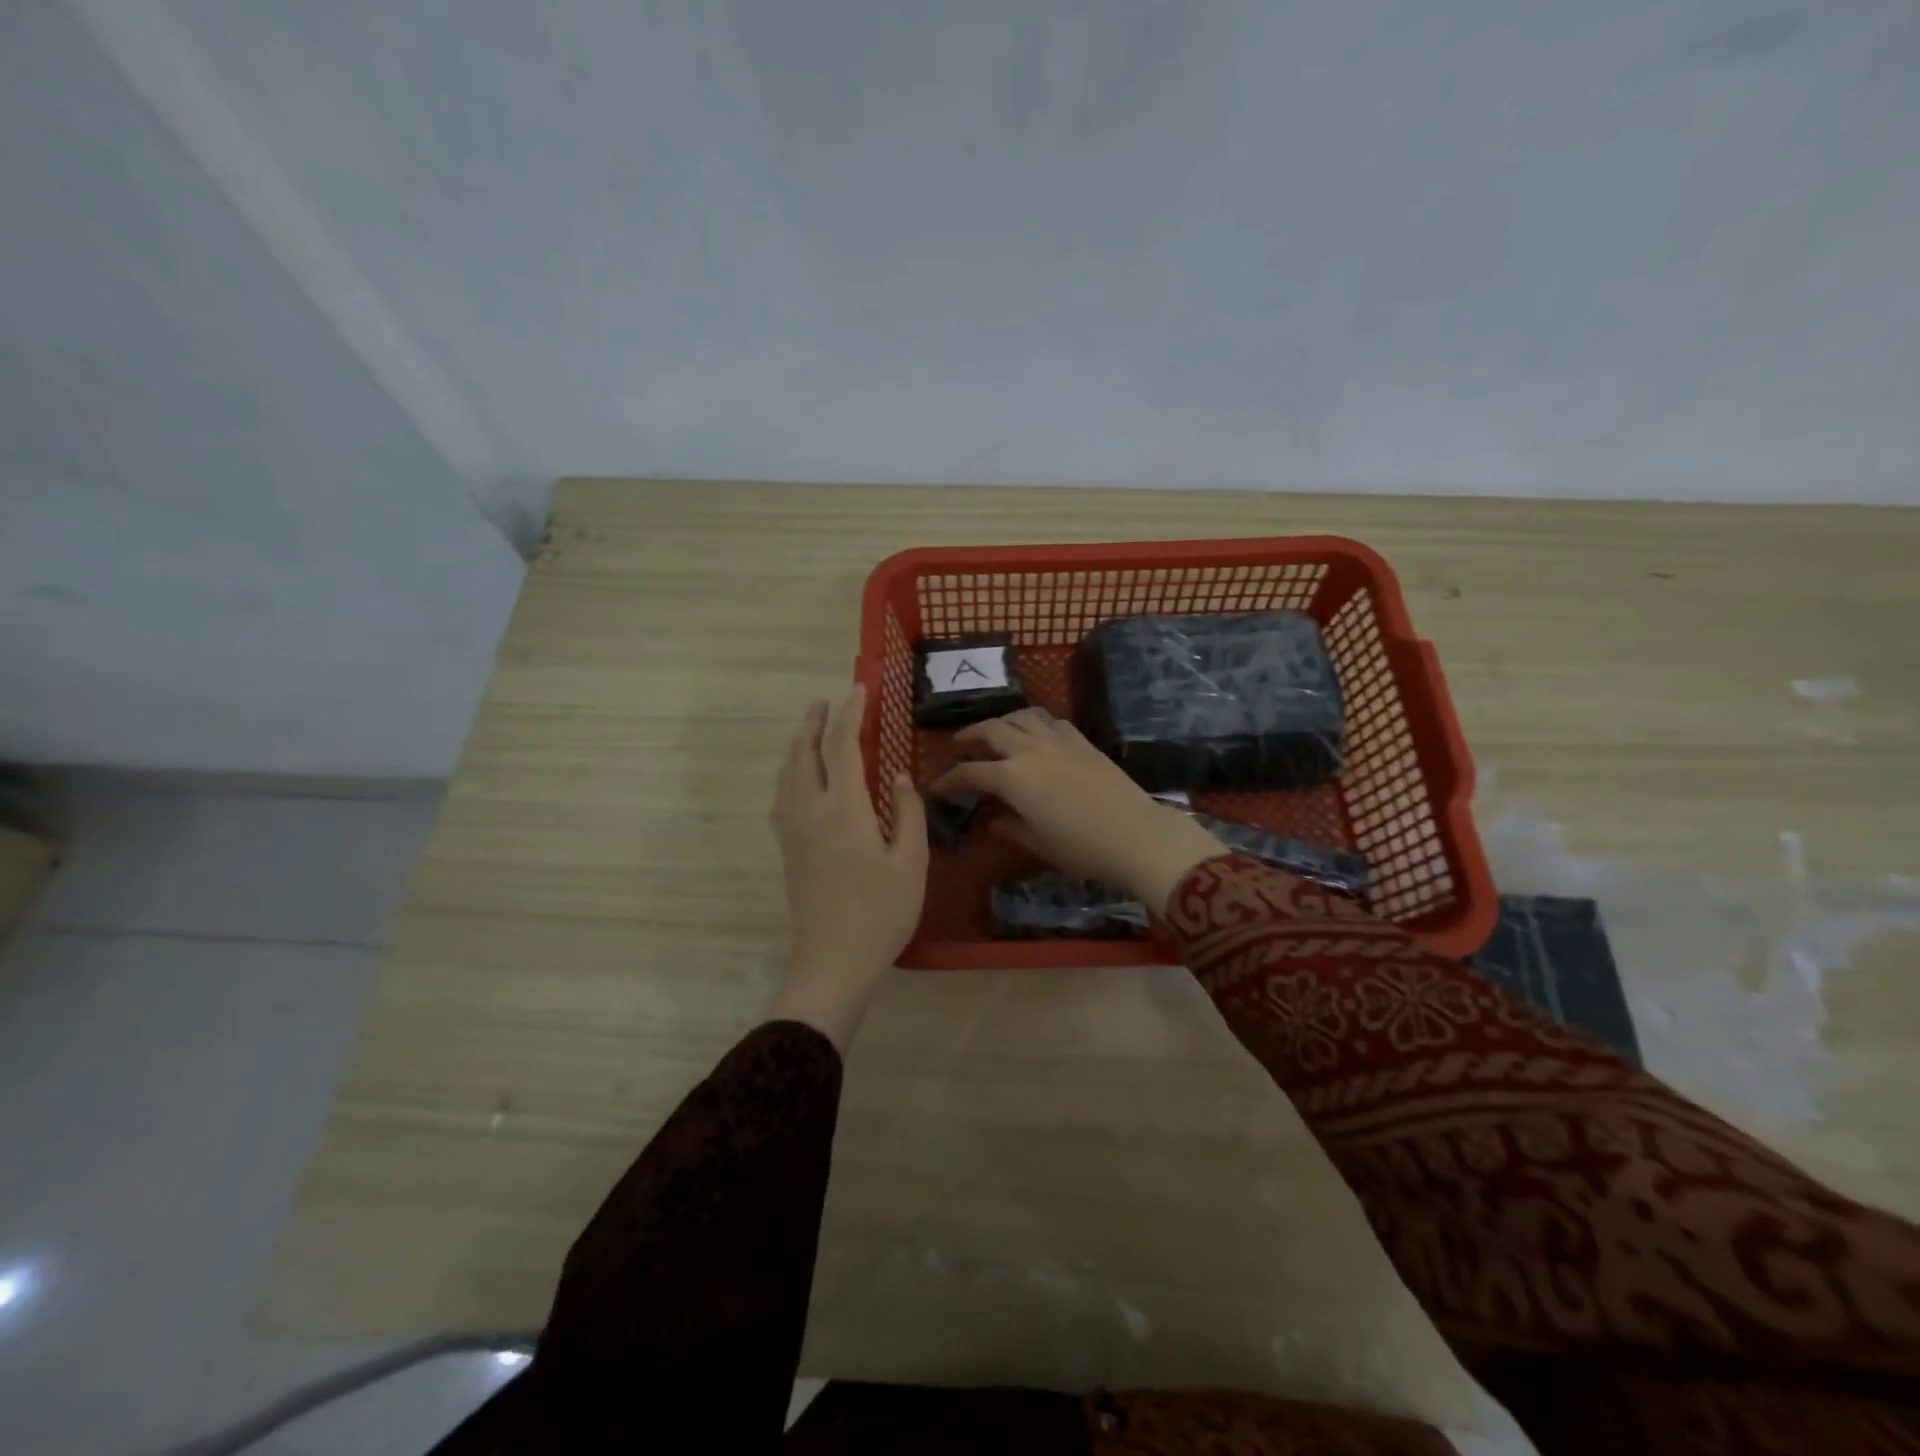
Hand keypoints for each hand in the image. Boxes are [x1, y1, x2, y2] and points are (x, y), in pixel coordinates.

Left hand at [769, 686, 927, 1049]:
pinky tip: (801, 778)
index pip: (842, 746)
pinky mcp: (787, 849)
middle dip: (814, 722)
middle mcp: (810, 810)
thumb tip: (899, 776)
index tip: (860, 689)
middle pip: (804, 753)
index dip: (851, 713)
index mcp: (844, 809)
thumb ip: (908, 812)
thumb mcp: (911, 862)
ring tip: (812, 730)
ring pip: (788, 773)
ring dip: (799, 744)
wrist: (833, 962)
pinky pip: (782, 794)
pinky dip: (791, 772)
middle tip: (826, 701)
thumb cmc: (881, 913)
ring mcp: (793, 830)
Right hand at [930, 710, 1226, 914]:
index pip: (970, 772)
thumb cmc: (1082, 847)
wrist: (1136, 834)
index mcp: (1012, 778)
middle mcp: (1030, 750)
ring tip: (995, 732)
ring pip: (1021, 717)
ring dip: (1001, 721)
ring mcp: (1058, 741)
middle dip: (970, 736)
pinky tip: (1036, 735)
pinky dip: (1034, 723)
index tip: (937, 786)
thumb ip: (1009, 828)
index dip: (949, 779)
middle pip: (991, 730)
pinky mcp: (1082, 741)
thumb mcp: (1038, 843)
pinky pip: (1050, 722)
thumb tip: (991, 823)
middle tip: (960, 745)